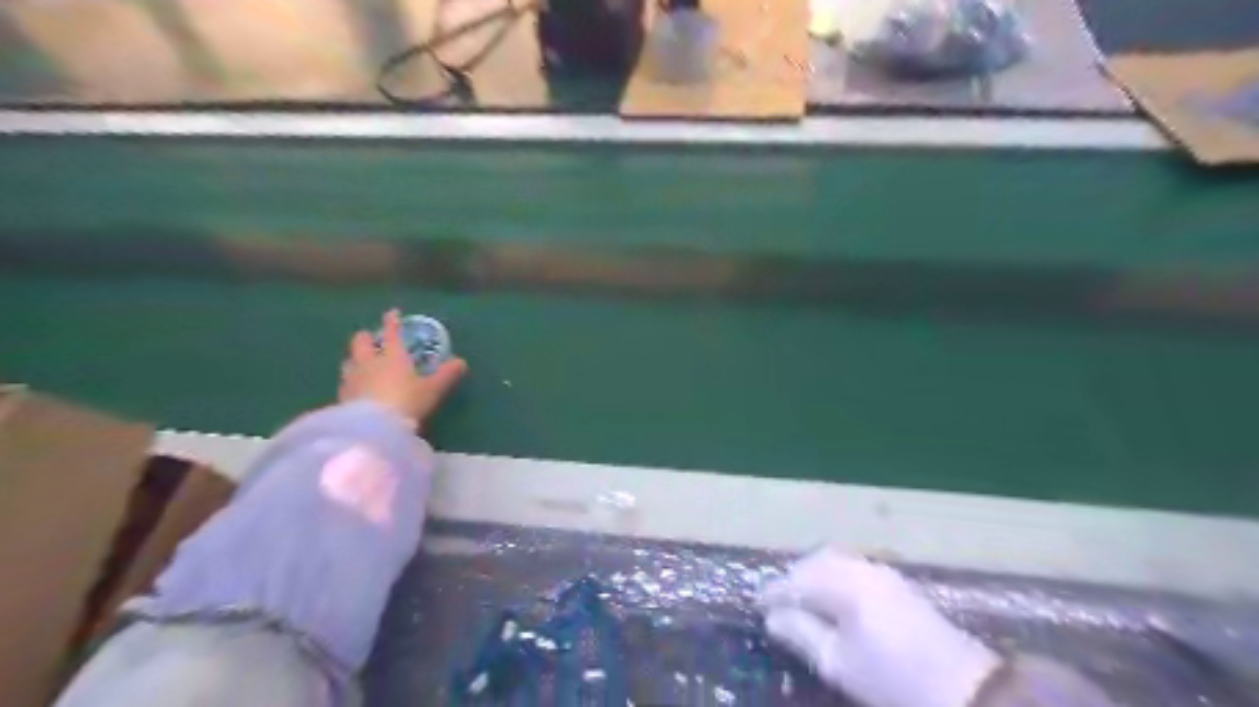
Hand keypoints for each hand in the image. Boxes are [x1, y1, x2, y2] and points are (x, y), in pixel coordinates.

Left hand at [338, 306, 469, 427]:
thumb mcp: (432, 389)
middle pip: (361, 343)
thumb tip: (461, 361)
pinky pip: (345, 383)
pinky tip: (354, 389)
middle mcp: (369, 362)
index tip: (392, 312)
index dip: (392, 321)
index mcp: (392, 356)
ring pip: (349, 361)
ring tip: (360, 363)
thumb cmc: (406, 402)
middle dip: (365, 338)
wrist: (373, 428)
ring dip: (355, 359)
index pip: (392, 333)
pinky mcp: (342, 397)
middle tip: (370, 338)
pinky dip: (350, 381)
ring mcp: (352, 379)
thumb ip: (446, 375)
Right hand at [762, 549, 999, 706]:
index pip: (797, 580)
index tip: (755, 603)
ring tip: (801, 599)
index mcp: (845, 585)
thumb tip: (771, 617)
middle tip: (777, 600)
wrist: (964, 690)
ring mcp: (881, 572)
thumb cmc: (892, 680)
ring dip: (813, 574)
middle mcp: (861, 568)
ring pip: (835, 560)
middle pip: (816, 561)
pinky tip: (832, 598)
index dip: (774, 591)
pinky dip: (834, 576)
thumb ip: (801, 634)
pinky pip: (852, 567)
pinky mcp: (896, 582)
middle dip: (793, 578)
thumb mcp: (838, 663)